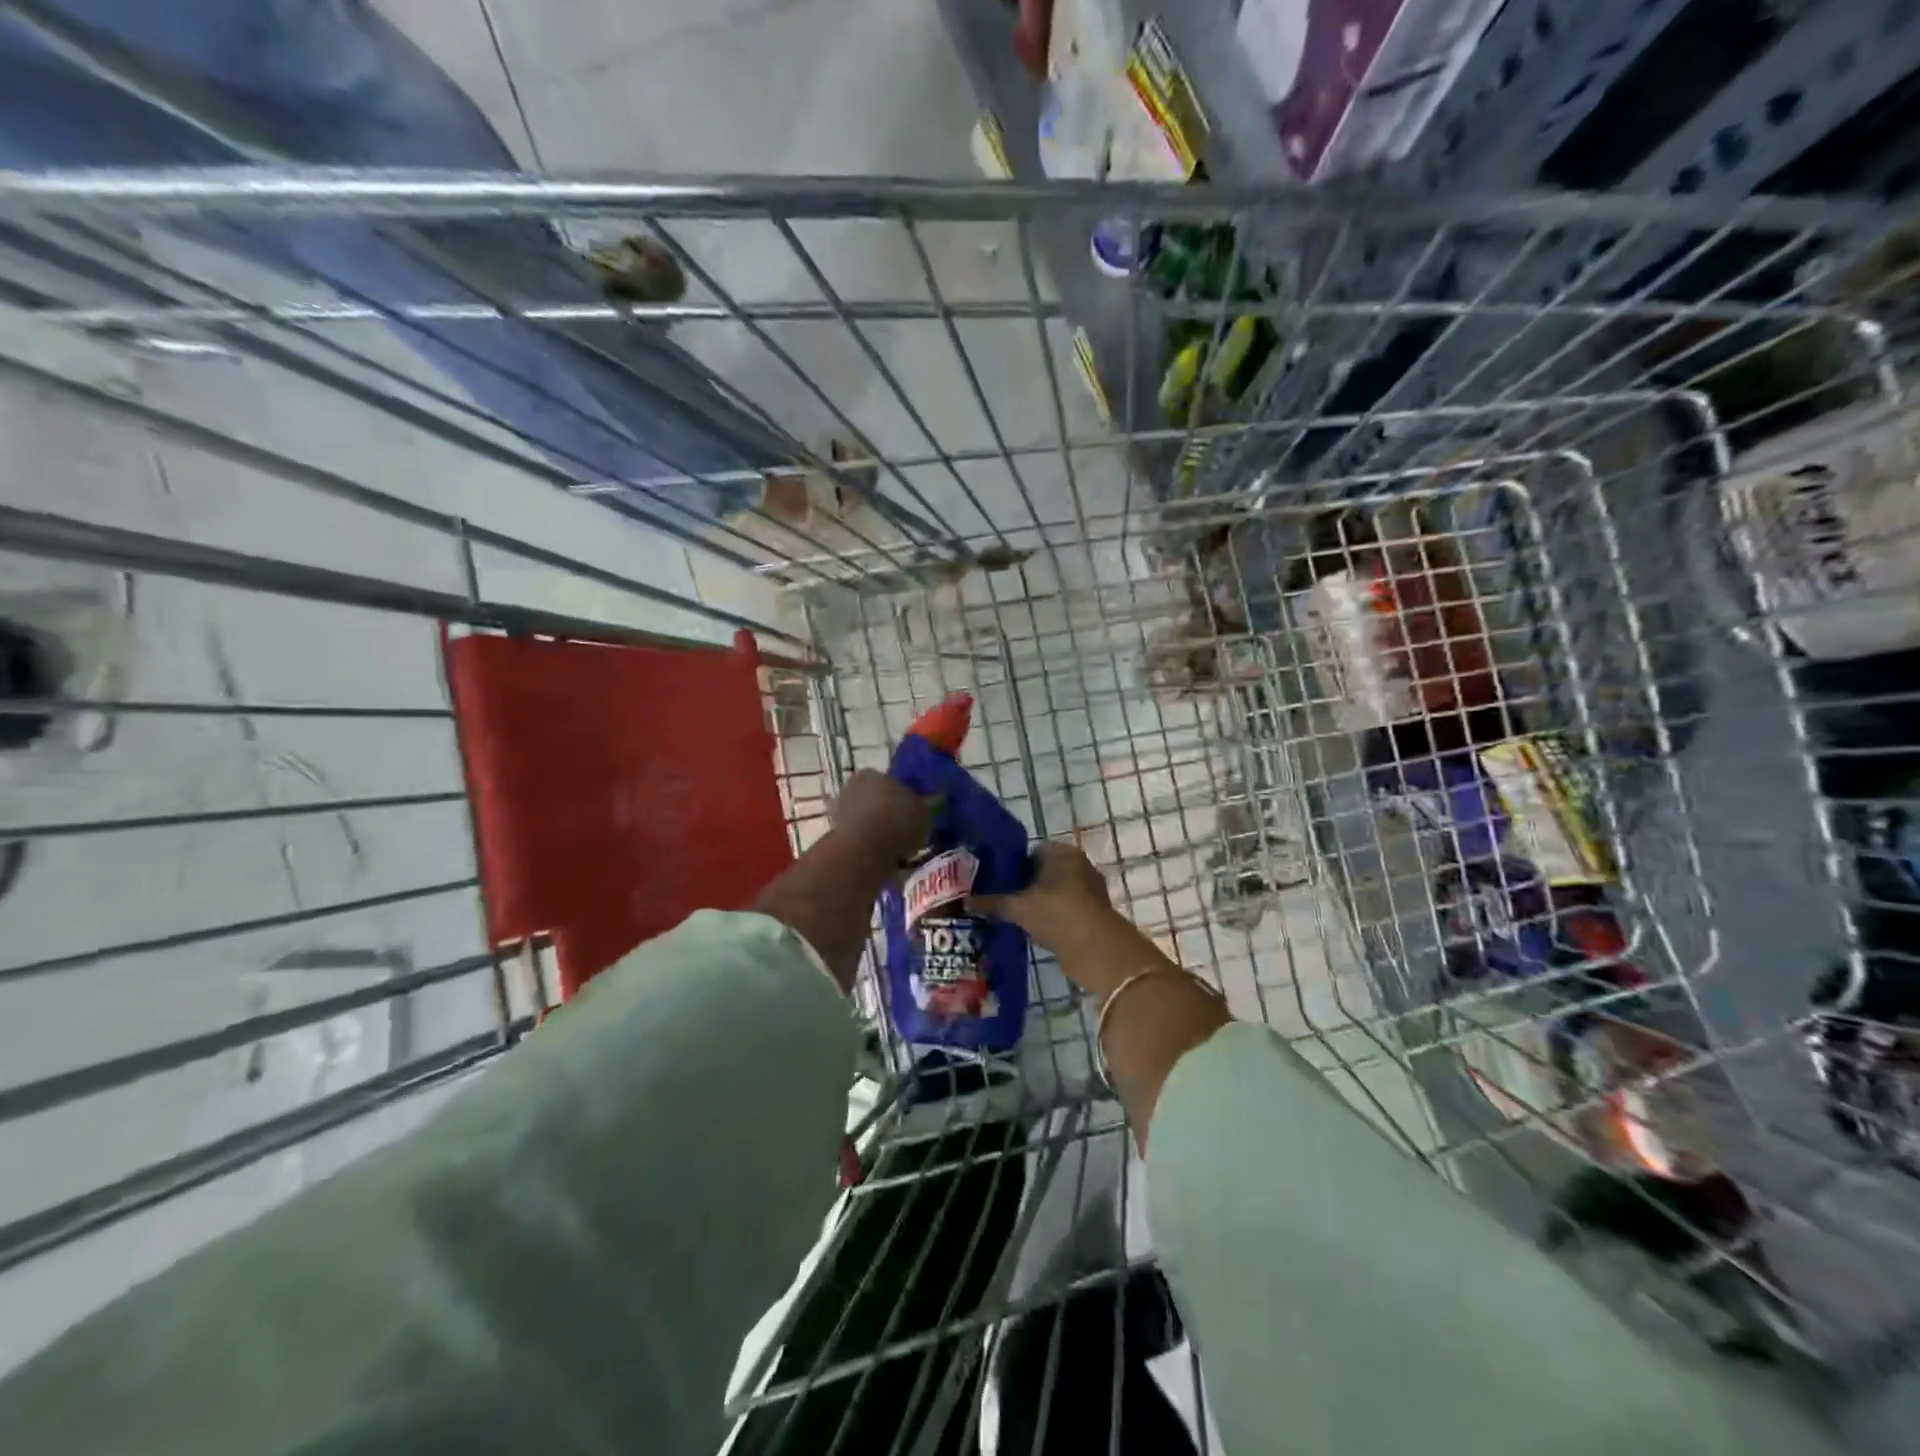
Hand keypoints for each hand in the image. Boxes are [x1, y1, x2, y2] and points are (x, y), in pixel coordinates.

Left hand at [830, 769, 930, 865]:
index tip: (914, 810)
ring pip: (866, 819)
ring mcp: (840, 812)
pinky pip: (860, 838)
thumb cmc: (897, 820)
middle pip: (875, 799)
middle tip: (906, 829)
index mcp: (872, 773)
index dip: (903, 795)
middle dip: (888, 812)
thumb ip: (927, 804)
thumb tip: (936, 799)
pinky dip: (870, 846)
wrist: (864, 850)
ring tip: (898, 847)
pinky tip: (885, 857)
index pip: (890, 781)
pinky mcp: (836, 836)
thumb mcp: (923, 810)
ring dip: (878, 830)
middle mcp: (852, 787)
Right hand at [970, 840, 1113, 955]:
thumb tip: (964, 901)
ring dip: (1039, 903)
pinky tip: (1033, 930)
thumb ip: (992, 902)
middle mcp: (1080, 865)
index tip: (997, 881)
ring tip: (1014, 916)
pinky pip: (1065, 910)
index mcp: (1063, 853)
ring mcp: (1089, 889)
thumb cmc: (1056, 914)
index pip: (1033, 851)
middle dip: (1025, 885)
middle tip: (1002, 899)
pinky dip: (1051, 917)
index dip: (1014, 865)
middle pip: (1045, 872)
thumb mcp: (1018, 907)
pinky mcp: (1093, 913)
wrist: (1096, 949)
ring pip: (1055, 892)